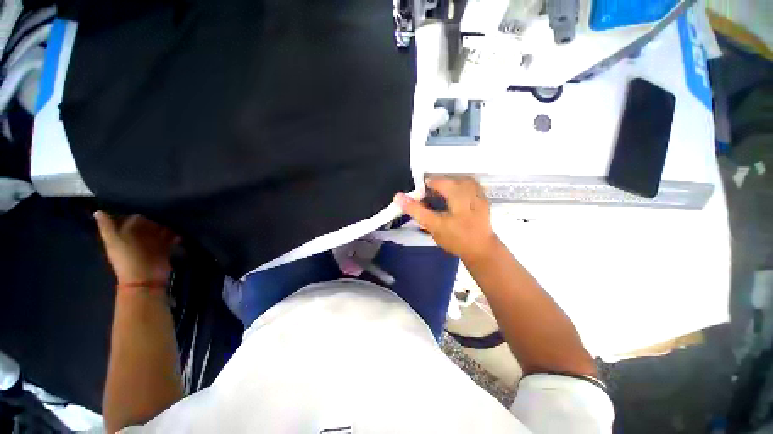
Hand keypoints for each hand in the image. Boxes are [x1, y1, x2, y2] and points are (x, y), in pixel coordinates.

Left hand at [94, 212, 177, 284]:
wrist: (144, 279)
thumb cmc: (127, 259)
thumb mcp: (114, 242)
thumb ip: (107, 227)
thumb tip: (97, 211)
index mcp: (125, 233)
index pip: (134, 217)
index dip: (141, 210)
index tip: (151, 201)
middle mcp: (139, 236)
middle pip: (150, 222)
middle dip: (157, 216)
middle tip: (168, 207)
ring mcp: (154, 242)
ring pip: (162, 228)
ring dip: (168, 223)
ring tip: (177, 217)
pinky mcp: (166, 248)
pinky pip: (173, 237)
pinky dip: (177, 233)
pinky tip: (181, 230)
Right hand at [394, 177, 498, 261]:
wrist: (481, 251)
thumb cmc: (456, 238)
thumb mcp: (433, 225)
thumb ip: (416, 209)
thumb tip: (398, 196)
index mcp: (458, 193)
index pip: (436, 181)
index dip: (424, 189)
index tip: (420, 200)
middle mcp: (470, 188)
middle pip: (447, 180)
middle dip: (436, 189)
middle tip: (430, 202)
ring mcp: (478, 193)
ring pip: (458, 182)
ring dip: (447, 189)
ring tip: (441, 201)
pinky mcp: (482, 199)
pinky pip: (468, 187)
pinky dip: (458, 191)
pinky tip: (455, 202)